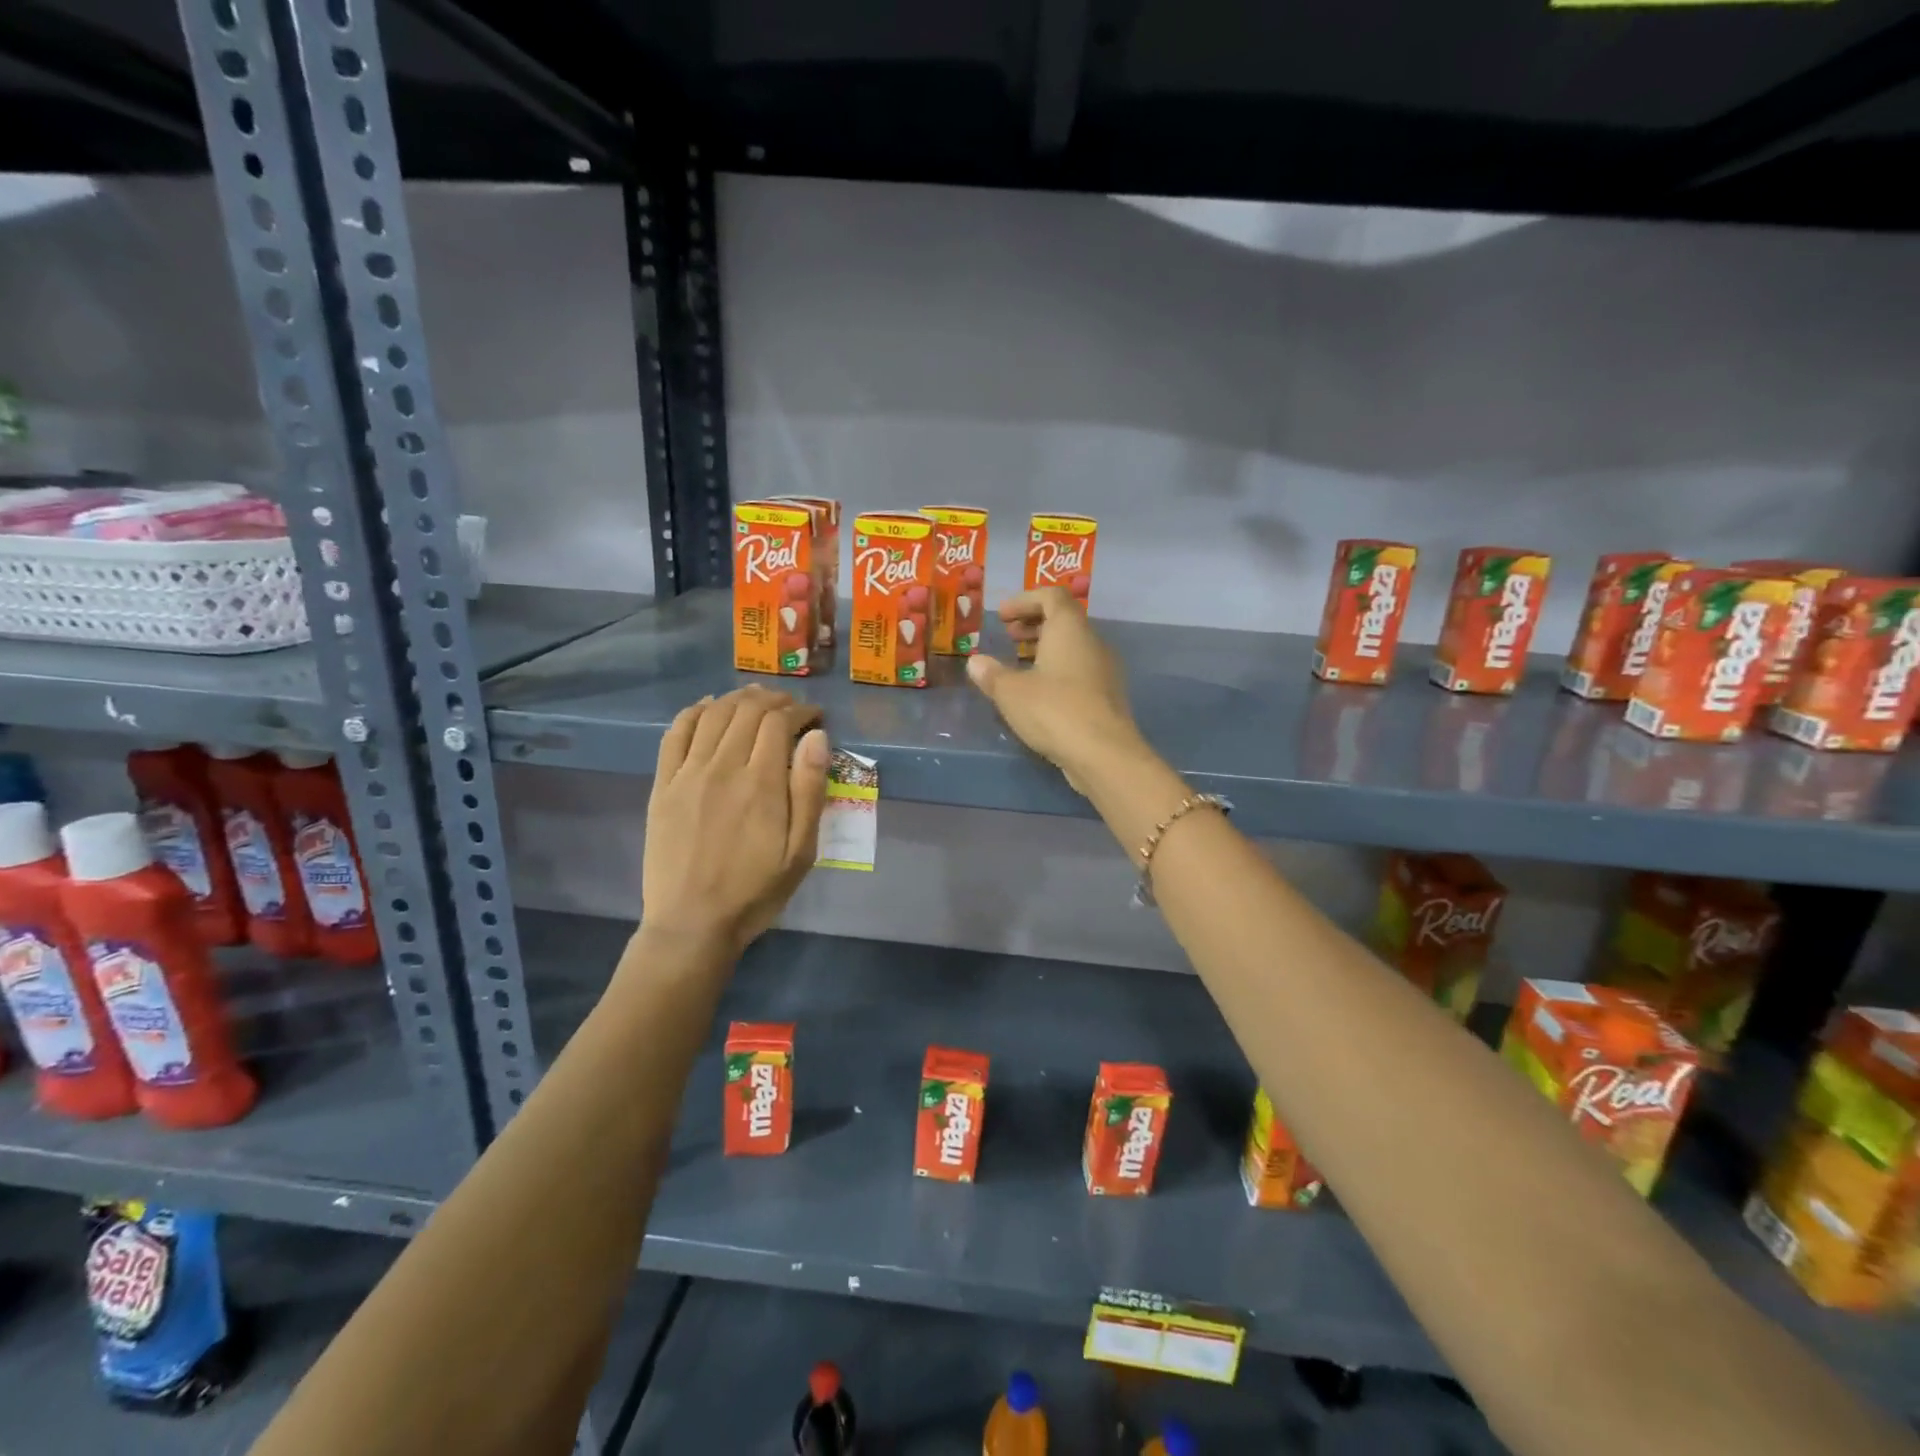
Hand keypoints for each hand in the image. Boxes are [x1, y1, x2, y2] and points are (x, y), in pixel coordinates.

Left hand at [642, 686, 829, 955]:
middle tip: (790, 707)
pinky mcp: (662, 784)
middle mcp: (722, 767)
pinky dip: (694, 711)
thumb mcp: (800, 851)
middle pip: (747, 710)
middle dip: (774, 700)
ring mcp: (687, 773)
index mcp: (761, 783)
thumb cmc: (755, 891)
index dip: (800, 711)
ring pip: (713, 714)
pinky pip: (676, 733)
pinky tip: (707, 707)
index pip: (779, 722)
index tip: (814, 717)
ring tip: (756, 700)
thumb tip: (816, 737)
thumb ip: (809, 790)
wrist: (692, 923)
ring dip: (738, 699)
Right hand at [965, 588, 1140, 792]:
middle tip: (1008, 636)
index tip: (1001, 616)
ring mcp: (1104, 670)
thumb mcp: (1011, 691)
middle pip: (1064, 620)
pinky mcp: (1107, 696)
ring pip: (1072, 647)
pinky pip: (1079, 671)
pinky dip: (1057, 671)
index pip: (1051, 596)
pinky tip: (1038, 693)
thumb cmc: (1053, 710)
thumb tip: (976, 662)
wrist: (1102, 753)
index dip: (1024, 600)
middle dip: (1033, 624)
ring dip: (1045, 649)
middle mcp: (1092, 641)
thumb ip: (991, 673)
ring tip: (1018, 665)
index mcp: (1070, 628)